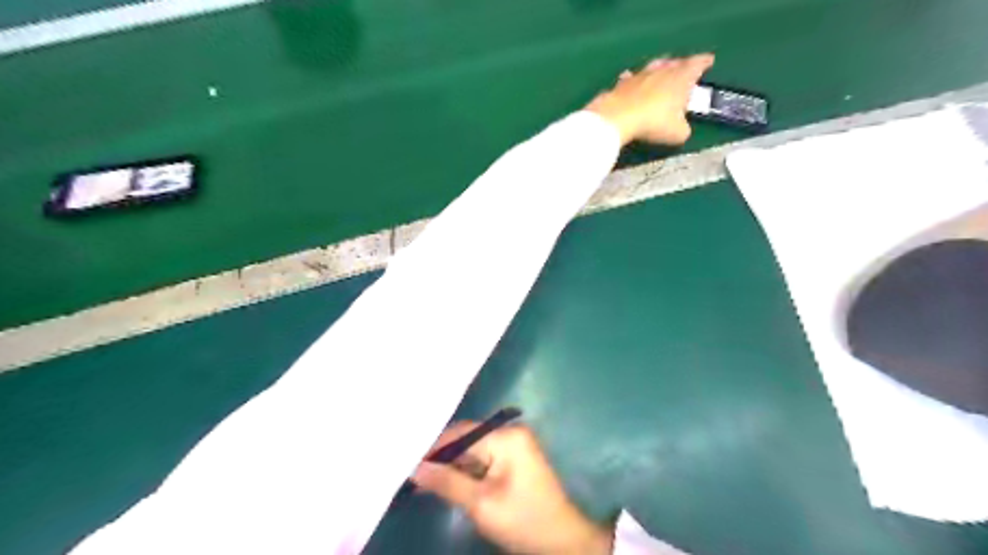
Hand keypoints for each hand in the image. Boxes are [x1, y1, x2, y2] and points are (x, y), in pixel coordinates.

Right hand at [409, 423, 609, 551]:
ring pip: (473, 450)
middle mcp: (510, 433)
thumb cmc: (523, 521)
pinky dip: (465, 471)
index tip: (407, 462)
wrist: (562, 541)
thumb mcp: (481, 504)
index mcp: (506, 437)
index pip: (462, 434)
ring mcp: (514, 445)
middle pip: (467, 439)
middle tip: (411, 473)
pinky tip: (444, 483)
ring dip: (451, 465)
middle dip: (441, 457)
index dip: (434, 448)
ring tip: (421, 480)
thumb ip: (446, 482)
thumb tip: (414, 468)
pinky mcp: (514, 459)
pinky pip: (483, 459)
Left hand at [586, 52, 718, 145]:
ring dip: (658, 69)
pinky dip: (633, 80)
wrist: (618, 119)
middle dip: (681, 64)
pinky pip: (630, 79)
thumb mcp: (678, 133)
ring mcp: (639, 75)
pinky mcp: (620, 84)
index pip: (697, 64)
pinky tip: (631, 81)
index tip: (709, 60)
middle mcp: (661, 71)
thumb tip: (681, 128)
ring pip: (653, 67)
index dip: (704, 62)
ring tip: (661, 71)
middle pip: (674, 62)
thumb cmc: (654, 123)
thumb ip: (683, 128)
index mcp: (681, 78)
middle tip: (684, 68)